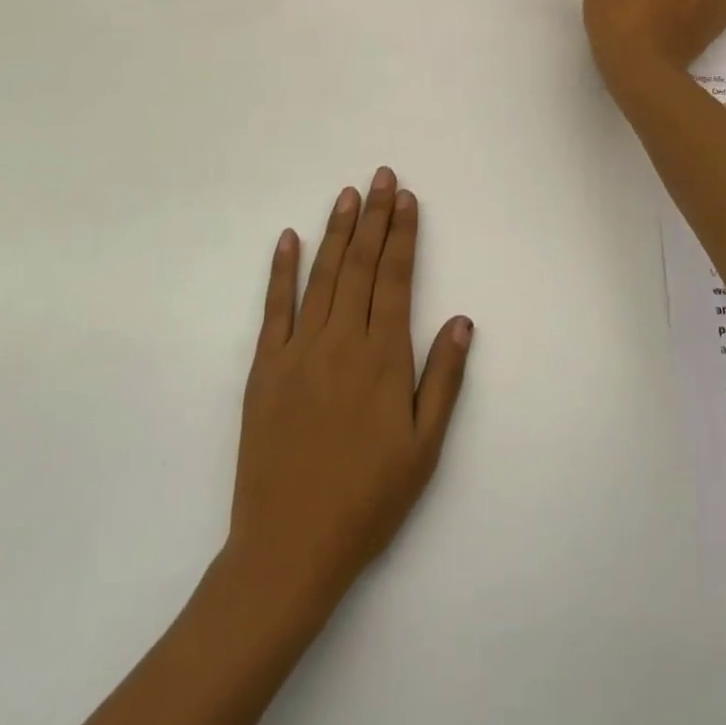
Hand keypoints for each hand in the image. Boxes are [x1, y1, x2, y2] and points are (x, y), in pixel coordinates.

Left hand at [226, 167, 473, 617]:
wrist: (289, 547)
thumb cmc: (368, 499)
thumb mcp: (424, 447)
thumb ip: (443, 378)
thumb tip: (461, 319)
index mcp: (383, 358)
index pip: (395, 278)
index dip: (402, 234)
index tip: (406, 198)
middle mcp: (342, 341)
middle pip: (360, 265)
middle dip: (373, 217)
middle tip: (380, 176)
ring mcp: (298, 351)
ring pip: (322, 276)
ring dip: (336, 231)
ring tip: (347, 194)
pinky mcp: (264, 368)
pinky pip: (274, 308)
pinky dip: (281, 270)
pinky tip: (289, 238)